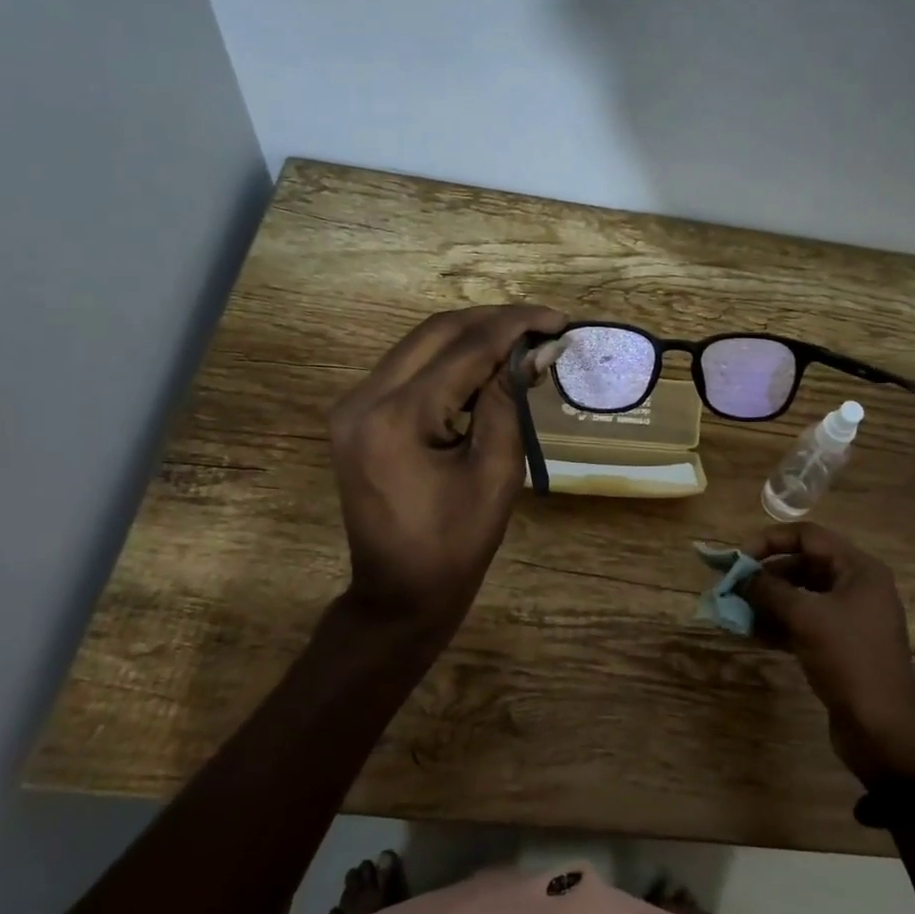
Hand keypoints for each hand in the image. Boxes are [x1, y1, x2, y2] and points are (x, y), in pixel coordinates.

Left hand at [328, 305, 565, 638]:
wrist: (400, 592)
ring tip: (524, 341)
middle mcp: (364, 398)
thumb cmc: (456, 543)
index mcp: (398, 417)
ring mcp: (354, 405)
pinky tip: (487, 365)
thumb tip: (537, 350)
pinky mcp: (358, 415)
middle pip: (437, 332)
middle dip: (495, 321)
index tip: (559, 321)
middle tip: (544, 326)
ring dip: (473, 336)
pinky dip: (451, 359)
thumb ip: (510, 400)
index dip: (517, 327)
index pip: (465, 348)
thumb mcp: (496, 472)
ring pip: (421, 344)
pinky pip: (410, 368)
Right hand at [744, 522, 914, 784]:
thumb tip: (743, 577)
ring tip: (736, 611)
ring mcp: (849, 617)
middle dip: (766, 575)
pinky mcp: (839, 645)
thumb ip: (771, 590)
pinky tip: (752, 633)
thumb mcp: (807, 617)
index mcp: (858, 569)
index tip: (739, 558)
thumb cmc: (849, 660)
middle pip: (803, 564)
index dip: (770, 541)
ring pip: (801, 596)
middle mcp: (856, 586)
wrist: (883, 728)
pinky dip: (779, 624)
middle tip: (733, 588)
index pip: (808, 536)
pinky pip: (804, 622)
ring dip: (768, 601)